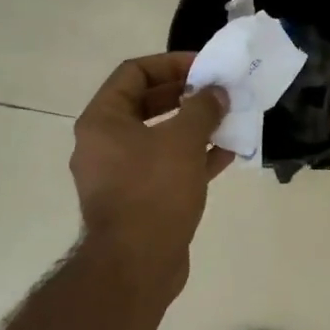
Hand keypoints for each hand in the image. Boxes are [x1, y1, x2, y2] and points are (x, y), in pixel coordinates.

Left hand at [72, 53, 231, 273]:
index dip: (171, 63)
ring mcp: (118, 174)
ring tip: (227, 120)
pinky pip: (165, 167)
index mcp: (103, 121)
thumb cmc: (154, 191)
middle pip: (146, 104)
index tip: (204, 67)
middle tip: (218, 92)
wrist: (136, 265)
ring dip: (192, 127)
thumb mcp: (183, 140)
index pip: (134, 73)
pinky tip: (226, 155)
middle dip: (185, 95)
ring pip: (158, 137)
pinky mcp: (136, 200)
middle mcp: (103, 143)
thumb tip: (216, 92)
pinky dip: (192, 158)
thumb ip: (202, 108)